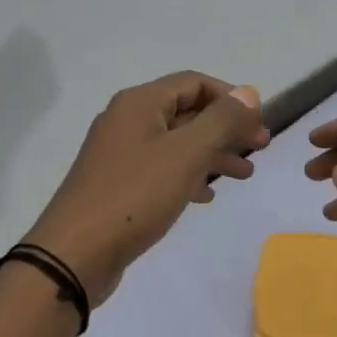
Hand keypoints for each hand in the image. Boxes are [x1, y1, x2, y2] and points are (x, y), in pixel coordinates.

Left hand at [27, 72, 268, 304]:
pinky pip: (162, 169)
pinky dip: (189, 175)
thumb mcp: (186, 154)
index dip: (231, 97)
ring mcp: (120, 154)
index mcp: (139, 103)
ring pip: (177, 143)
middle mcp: (127, 121)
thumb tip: (249, 92)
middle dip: (226, 128)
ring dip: (213, 154)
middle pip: (187, 112)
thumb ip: (221, 120)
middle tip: (260, 148)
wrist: (76, 254)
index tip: (259, 121)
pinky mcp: (118, 185)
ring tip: (244, 174)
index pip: (194, 83)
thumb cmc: (135, 195)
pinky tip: (207, 195)